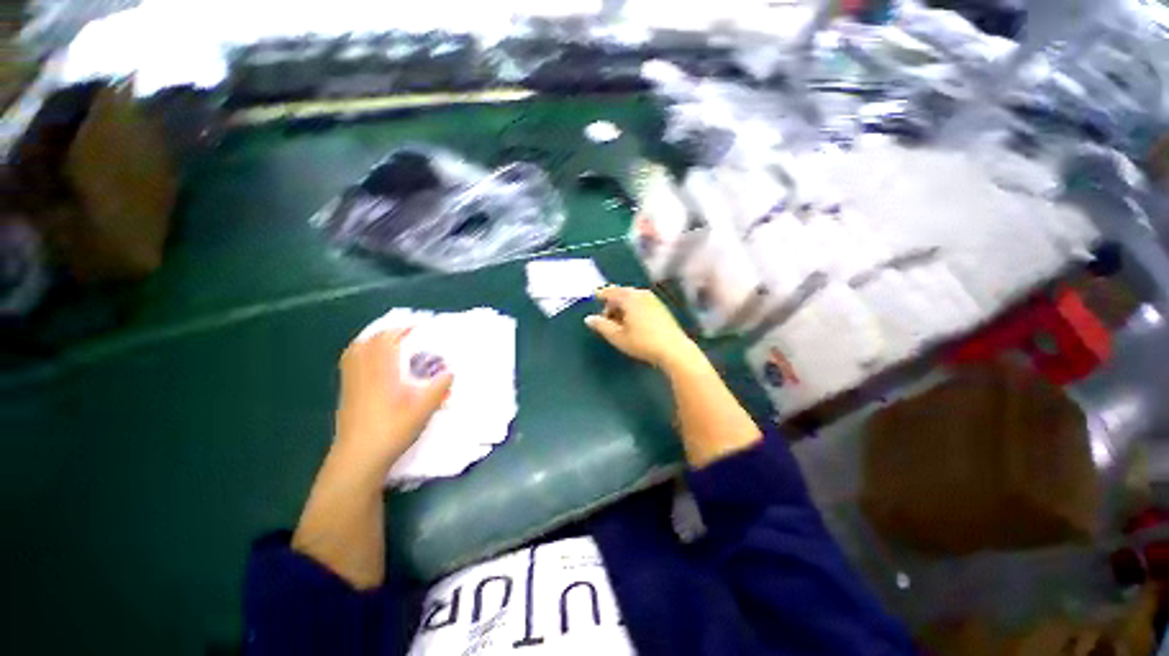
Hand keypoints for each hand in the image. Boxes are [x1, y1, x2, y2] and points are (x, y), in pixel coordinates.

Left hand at [334, 329, 452, 472]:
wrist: (359, 458)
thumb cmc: (393, 429)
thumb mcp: (424, 407)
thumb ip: (439, 386)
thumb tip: (451, 371)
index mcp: (381, 369)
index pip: (389, 338)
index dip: (404, 328)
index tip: (421, 326)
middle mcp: (363, 370)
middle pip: (369, 340)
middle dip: (389, 332)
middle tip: (408, 334)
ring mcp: (351, 381)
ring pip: (357, 351)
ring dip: (374, 342)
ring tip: (392, 344)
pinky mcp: (347, 393)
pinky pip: (352, 363)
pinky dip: (364, 355)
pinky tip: (377, 365)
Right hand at [585, 286, 701, 369]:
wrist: (674, 350)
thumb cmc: (642, 342)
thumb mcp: (617, 336)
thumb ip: (601, 325)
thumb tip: (589, 319)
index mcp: (629, 297)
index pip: (610, 291)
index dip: (600, 294)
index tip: (593, 297)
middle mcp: (641, 294)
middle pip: (621, 294)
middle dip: (612, 304)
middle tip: (606, 319)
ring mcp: (653, 300)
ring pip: (632, 299)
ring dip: (622, 308)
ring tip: (619, 324)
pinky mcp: (661, 308)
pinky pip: (641, 303)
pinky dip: (633, 309)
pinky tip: (633, 324)